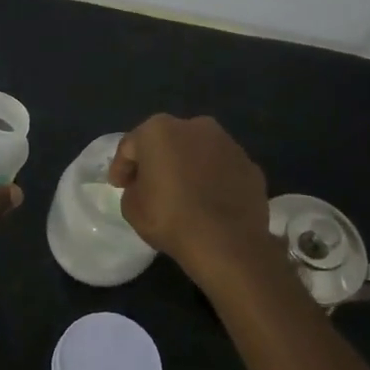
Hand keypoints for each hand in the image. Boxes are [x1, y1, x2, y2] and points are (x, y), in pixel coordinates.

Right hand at [108, 114, 275, 286]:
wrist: (227, 242)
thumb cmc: (170, 218)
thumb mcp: (131, 207)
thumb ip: (134, 187)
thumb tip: (146, 185)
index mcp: (159, 130)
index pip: (131, 146)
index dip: (122, 167)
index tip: (119, 186)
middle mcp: (196, 126)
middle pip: (168, 141)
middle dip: (158, 160)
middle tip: (150, 185)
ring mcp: (228, 144)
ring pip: (199, 152)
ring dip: (188, 167)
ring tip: (184, 194)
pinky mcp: (250, 165)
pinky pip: (222, 170)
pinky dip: (213, 180)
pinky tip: (209, 202)